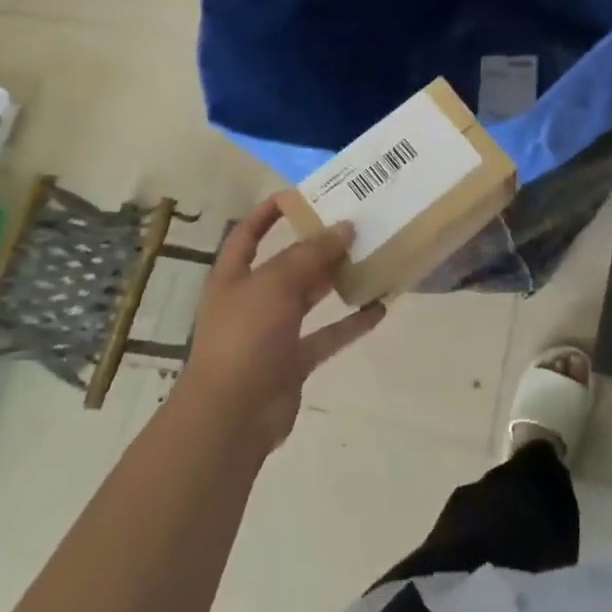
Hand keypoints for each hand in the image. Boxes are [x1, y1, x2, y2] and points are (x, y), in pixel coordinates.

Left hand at [179, 196, 386, 452]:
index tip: (302, 194)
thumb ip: (310, 255)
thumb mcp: (274, 284)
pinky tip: (379, 307)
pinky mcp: (294, 361)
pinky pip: (328, 335)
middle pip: (288, 264)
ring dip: (338, 279)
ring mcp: (273, 332)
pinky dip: (351, 323)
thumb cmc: (244, 337)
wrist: (231, 417)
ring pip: (311, 297)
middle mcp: (252, 299)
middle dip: (318, 245)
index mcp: (233, 276)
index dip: (269, 212)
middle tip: (356, 224)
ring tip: (372, 257)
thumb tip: (344, 228)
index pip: (248, 233)